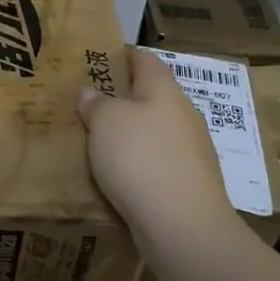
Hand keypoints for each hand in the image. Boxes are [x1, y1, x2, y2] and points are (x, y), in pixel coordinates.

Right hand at [78, 47, 241, 242]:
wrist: (183, 225)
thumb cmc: (140, 158)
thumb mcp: (105, 122)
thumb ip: (96, 104)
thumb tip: (91, 92)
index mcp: (164, 90)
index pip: (144, 59)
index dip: (122, 56)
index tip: (97, 60)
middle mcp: (183, 114)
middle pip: (152, 97)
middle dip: (123, 99)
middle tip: (88, 106)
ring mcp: (191, 151)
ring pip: (155, 132)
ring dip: (131, 135)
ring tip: (98, 143)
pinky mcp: (189, 184)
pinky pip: (158, 164)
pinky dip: (138, 164)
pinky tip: (118, 177)